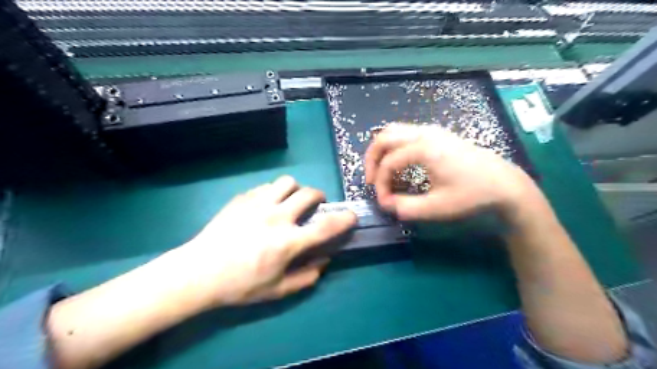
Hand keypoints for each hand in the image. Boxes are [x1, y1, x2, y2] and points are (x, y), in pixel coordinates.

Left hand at [169, 175, 353, 308]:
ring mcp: (258, 204)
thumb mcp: (276, 290)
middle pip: (308, 194)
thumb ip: (305, 277)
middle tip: (316, 204)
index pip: (325, 227)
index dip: (344, 219)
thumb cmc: (240, 285)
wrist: (199, 273)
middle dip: (319, 197)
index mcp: (288, 242)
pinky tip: (266, 205)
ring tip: (290, 200)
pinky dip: (273, 193)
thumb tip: (324, 262)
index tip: (351, 215)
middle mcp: (277, 217)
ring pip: (287, 182)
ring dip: (295, 189)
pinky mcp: (242, 199)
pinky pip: (265, 187)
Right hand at [365, 125, 538, 221]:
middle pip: (384, 137)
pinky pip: (405, 133)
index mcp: (424, 148)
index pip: (389, 163)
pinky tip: (398, 163)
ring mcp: (432, 131)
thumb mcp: (437, 208)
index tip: (384, 203)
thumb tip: (386, 204)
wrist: (505, 184)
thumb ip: (406, 208)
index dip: (381, 184)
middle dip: (372, 159)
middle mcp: (425, 133)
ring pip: (394, 131)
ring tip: (380, 171)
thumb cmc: (472, 195)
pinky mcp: (437, 134)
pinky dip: (394, 146)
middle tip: (371, 180)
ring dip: (382, 150)